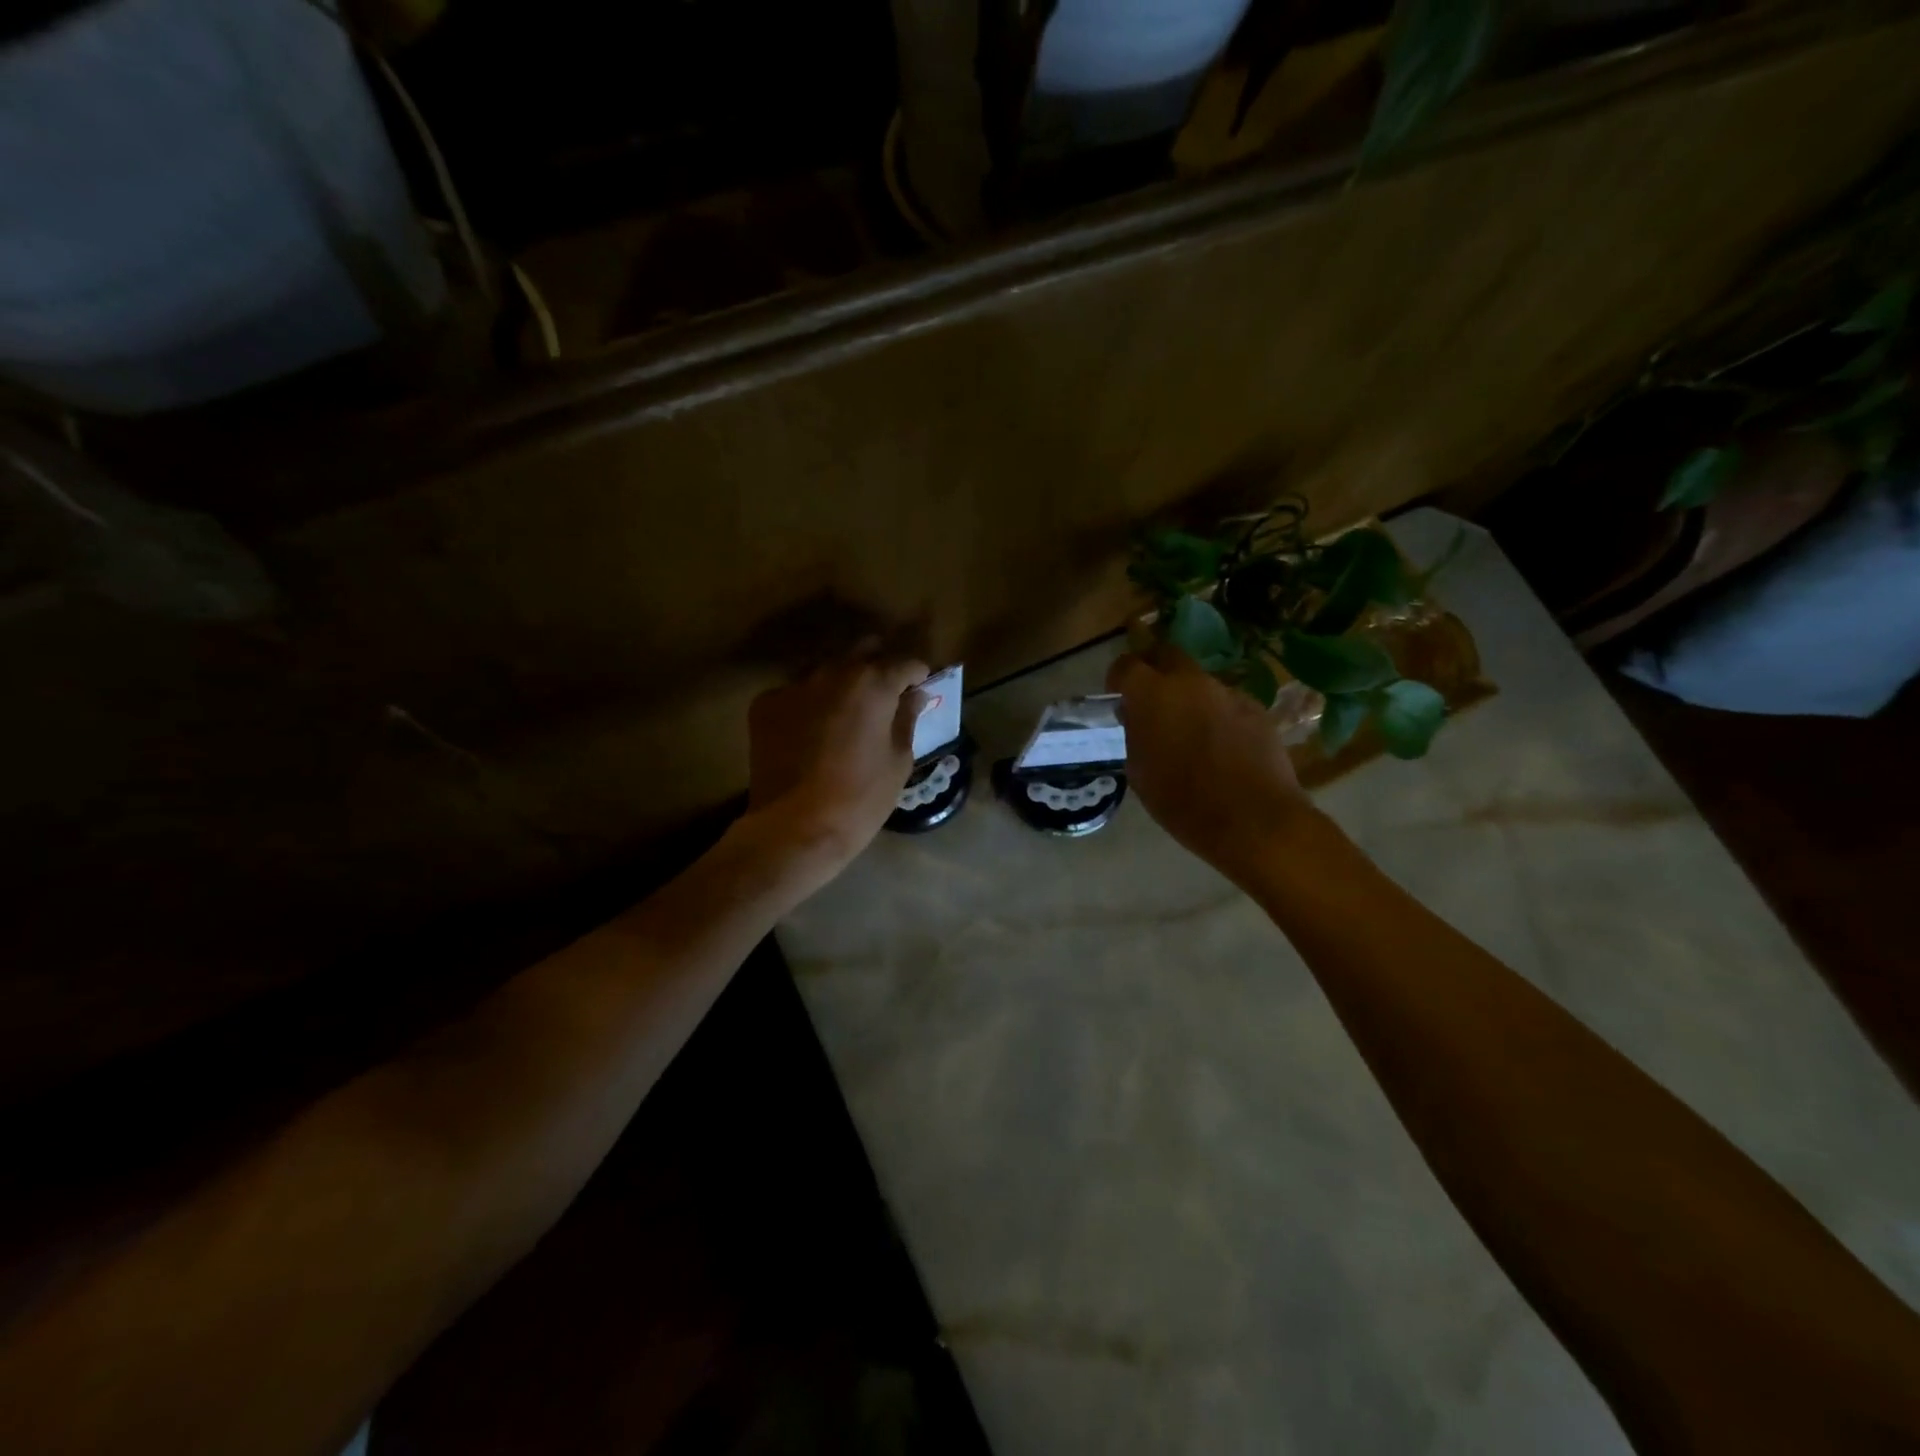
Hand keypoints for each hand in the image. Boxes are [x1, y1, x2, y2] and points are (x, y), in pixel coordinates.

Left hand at [745, 649, 929, 871]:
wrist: (795, 828)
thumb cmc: (861, 798)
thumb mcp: (898, 761)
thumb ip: (907, 719)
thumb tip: (914, 695)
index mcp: (873, 683)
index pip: (905, 662)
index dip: (918, 674)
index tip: (920, 688)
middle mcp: (833, 672)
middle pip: (863, 650)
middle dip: (879, 665)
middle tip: (885, 693)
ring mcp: (795, 685)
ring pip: (826, 669)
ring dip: (842, 682)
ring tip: (847, 712)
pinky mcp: (766, 704)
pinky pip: (796, 692)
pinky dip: (809, 704)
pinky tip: (811, 732)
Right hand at [1107, 643, 1313, 881]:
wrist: (1253, 820)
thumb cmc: (1183, 803)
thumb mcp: (1140, 771)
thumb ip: (1135, 734)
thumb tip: (1137, 717)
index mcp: (1153, 695)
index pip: (1127, 665)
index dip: (1119, 678)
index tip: (1117, 696)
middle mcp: (1191, 683)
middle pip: (1167, 656)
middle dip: (1155, 671)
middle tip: (1151, 701)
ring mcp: (1228, 693)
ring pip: (1199, 683)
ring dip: (1189, 698)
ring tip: (1189, 731)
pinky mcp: (1257, 709)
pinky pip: (1227, 703)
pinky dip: (1218, 716)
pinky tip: (1222, 747)